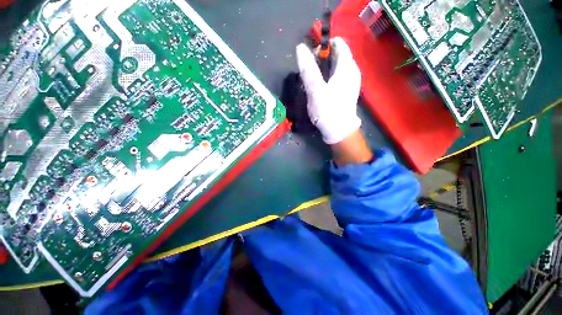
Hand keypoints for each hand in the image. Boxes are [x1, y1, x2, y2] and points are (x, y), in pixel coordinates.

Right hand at [296, 37, 361, 144]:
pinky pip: (337, 77)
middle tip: (310, 75)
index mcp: (347, 66)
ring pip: (336, 67)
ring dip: (323, 71)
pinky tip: (321, 90)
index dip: (323, 46)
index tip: (312, 58)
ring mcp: (351, 81)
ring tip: (314, 84)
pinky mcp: (347, 91)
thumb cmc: (327, 110)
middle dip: (321, 60)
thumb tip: (301, 48)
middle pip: (336, 55)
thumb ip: (308, 69)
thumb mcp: (315, 90)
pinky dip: (327, 79)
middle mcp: (352, 70)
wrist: (339, 131)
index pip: (338, 43)